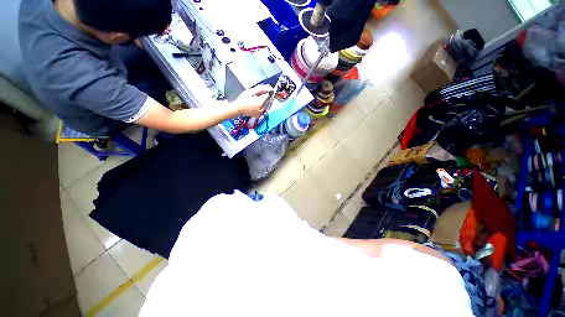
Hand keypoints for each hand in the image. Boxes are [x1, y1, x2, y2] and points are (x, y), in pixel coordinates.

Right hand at [234, 85, 272, 116]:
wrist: (238, 109)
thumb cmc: (242, 100)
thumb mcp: (250, 91)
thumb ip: (260, 89)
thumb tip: (269, 87)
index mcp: (260, 102)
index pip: (269, 95)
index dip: (270, 90)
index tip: (270, 87)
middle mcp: (262, 108)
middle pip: (270, 100)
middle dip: (269, 95)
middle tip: (265, 92)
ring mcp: (261, 112)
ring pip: (268, 105)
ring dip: (266, 100)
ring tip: (259, 97)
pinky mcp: (260, 115)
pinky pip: (265, 109)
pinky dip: (264, 105)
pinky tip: (258, 103)